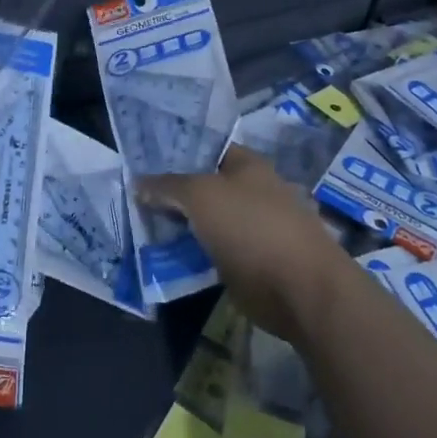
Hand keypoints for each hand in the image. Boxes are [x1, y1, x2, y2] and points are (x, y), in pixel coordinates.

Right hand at [139, 146, 354, 345]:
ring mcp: (254, 228)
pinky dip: (193, 252)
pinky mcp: (252, 262)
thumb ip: (167, 186)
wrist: (301, 290)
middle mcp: (253, 191)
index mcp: (248, 164)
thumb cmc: (252, 228)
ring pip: (207, 219)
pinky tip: (166, 253)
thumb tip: (138, 183)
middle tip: (136, 193)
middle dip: (174, 190)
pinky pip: (213, 250)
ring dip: (181, 224)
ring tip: (143, 224)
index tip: (143, 158)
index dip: (176, 150)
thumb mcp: (200, 196)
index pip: (206, 147)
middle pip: (205, 184)